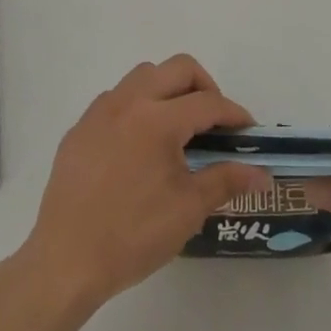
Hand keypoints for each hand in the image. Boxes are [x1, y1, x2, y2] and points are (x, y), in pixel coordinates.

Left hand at [18, 55, 269, 311]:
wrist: (66, 261)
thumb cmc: (133, 235)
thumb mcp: (188, 208)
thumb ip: (227, 180)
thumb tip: (263, 174)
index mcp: (158, 119)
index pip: (208, 102)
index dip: (234, 114)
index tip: (248, 132)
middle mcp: (128, 102)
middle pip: (178, 68)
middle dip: (205, 87)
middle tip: (214, 122)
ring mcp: (99, 112)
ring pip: (143, 75)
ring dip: (168, 89)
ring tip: (178, 128)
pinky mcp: (80, 128)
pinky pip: (116, 99)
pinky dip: (138, 106)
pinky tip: (140, 145)